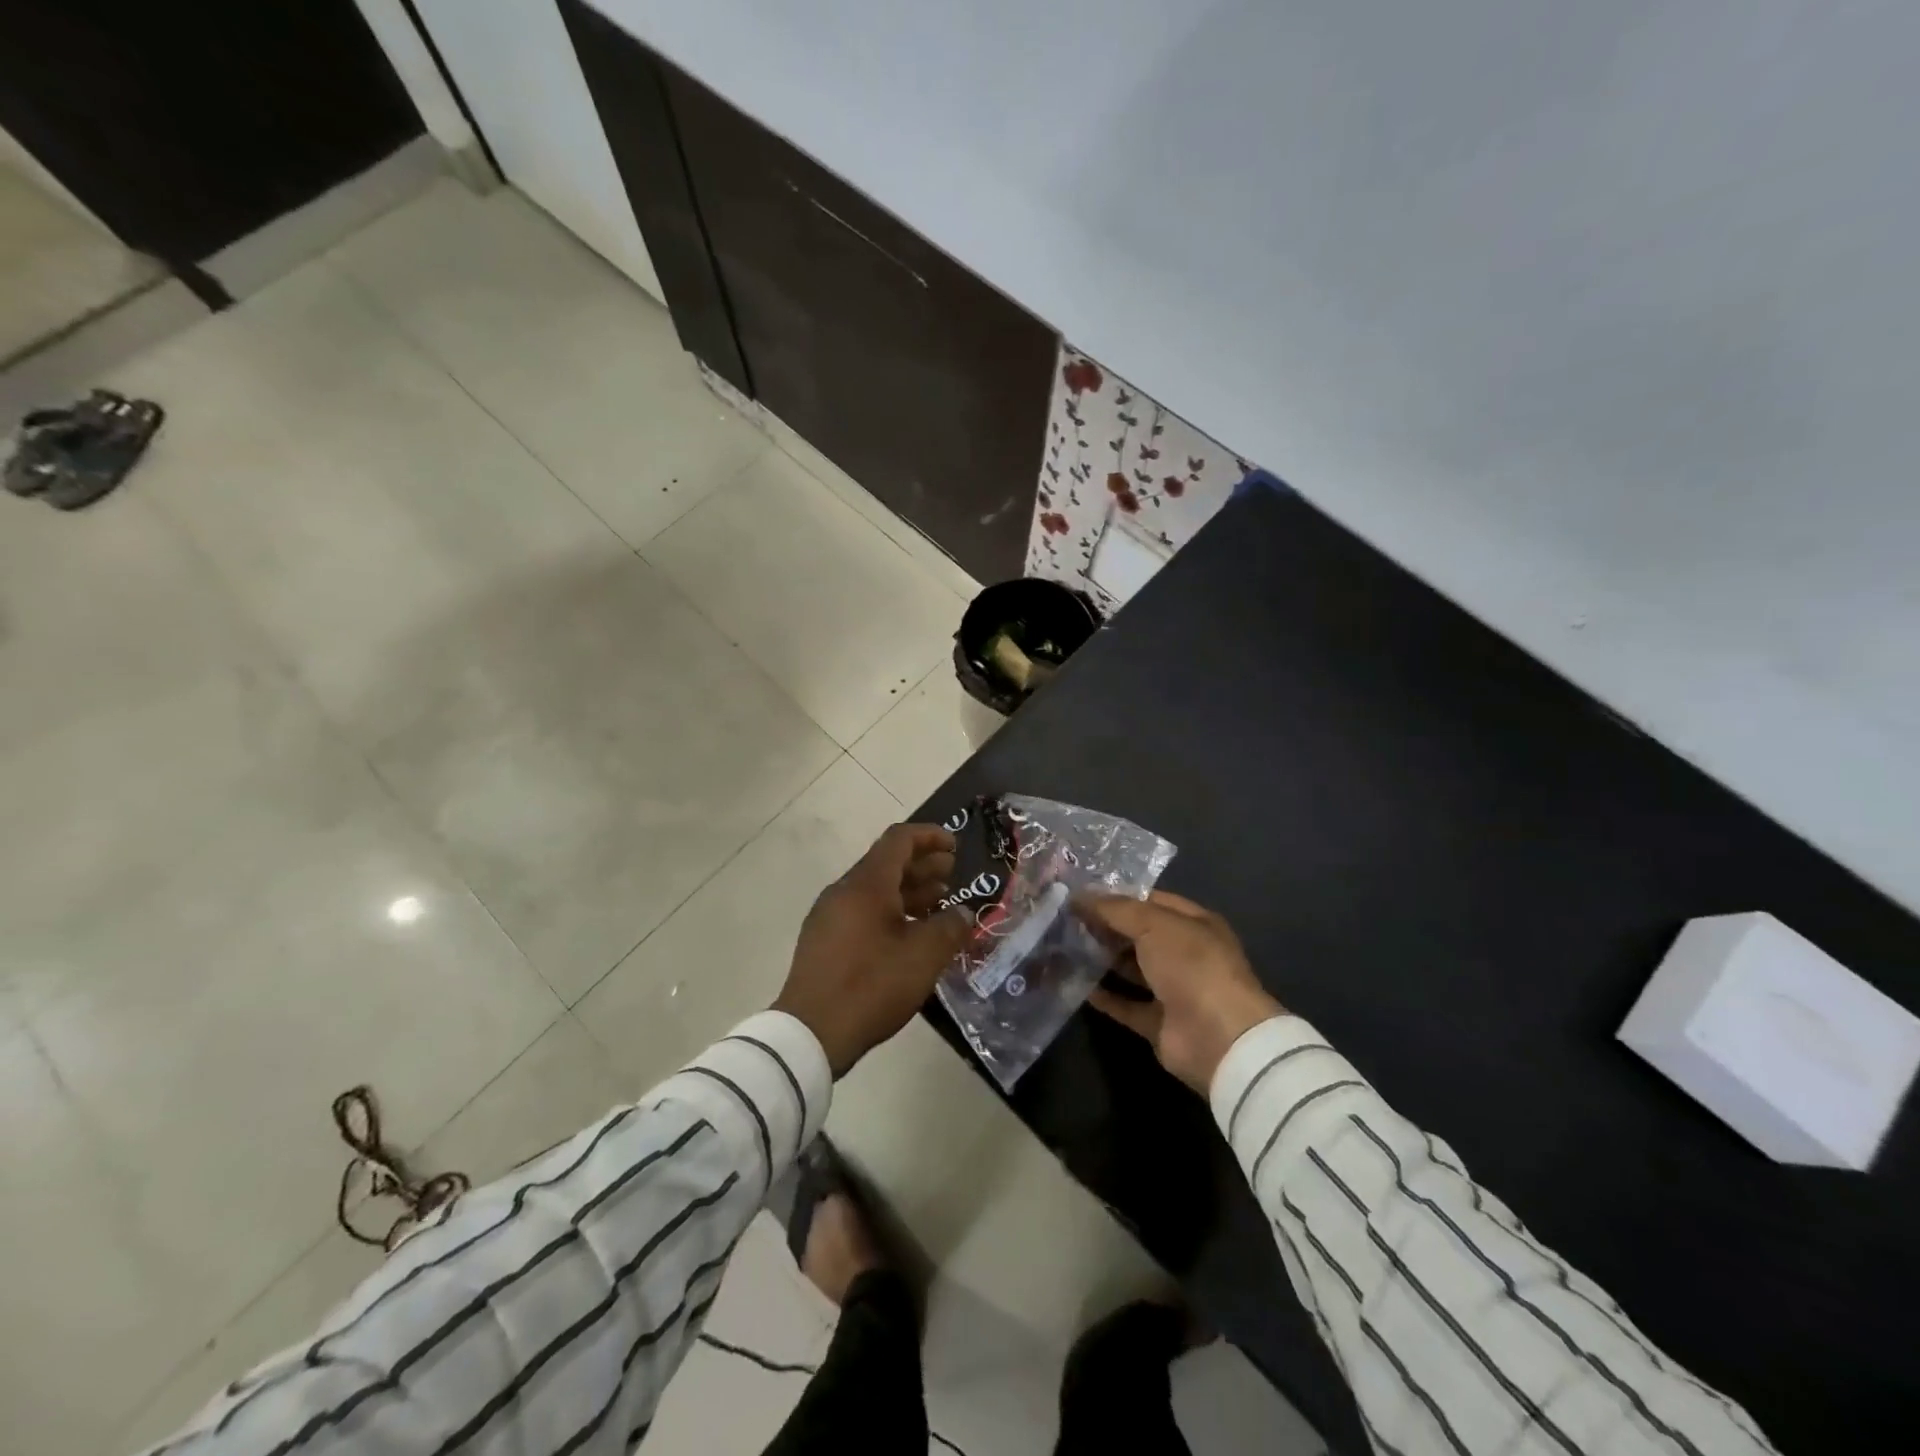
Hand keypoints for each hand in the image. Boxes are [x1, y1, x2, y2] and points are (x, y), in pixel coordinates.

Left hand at [774, 823, 970, 1075]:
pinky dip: (890, 912)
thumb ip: (949, 927)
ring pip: (875, 890)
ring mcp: (829, 916)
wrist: (810, 1033)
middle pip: (886, 863)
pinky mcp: (824, 941)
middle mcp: (844, 891)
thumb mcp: (923, 957)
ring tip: (939, 904)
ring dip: (908, 891)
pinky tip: (910, 935)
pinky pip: (862, 911)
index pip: (899, 839)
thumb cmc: (871, 985)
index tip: (955, 846)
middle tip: (953, 876)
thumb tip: (962, 913)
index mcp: (866, 884)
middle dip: (922, 865)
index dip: (929, 836)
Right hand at [1079, 890, 1283, 1094]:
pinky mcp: (1159, 1023)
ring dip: (1102, 960)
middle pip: (1138, 935)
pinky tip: (1076, 984)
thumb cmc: (1191, 965)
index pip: (1150, 902)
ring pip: (1131, 969)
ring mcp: (1173, 990)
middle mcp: (1185, 954)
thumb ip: (1115, 909)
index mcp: (1193, 924)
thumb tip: (1078, 897)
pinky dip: (1104, 997)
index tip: (1079, 895)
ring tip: (1064, 947)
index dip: (1117, 897)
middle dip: (1105, 927)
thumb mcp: (1153, 924)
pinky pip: (1126, 1005)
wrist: (1218, 1037)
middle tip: (1065, 920)